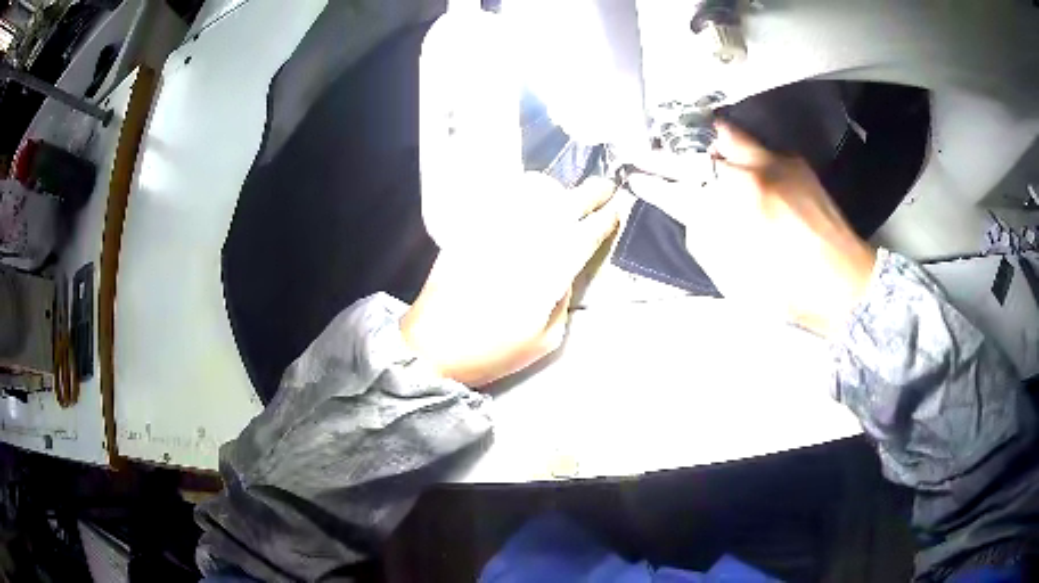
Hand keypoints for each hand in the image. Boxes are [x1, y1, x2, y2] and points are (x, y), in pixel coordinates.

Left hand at [401, 174, 619, 386]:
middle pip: (566, 204)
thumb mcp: (546, 340)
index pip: (586, 235)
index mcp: (548, 271)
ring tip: (565, 195)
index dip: (605, 220)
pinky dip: (522, 192)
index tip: (616, 210)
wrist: (432, 344)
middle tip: (605, 186)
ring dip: (558, 191)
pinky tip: (528, 196)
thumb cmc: (492, 351)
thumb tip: (565, 272)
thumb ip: (563, 300)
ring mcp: (497, 229)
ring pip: (535, 194)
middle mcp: (526, 241)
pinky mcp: (472, 227)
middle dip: (592, 192)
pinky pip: (503, 199)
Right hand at [628, 122, 876, 337]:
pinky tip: (744, 172)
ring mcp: (775, 163)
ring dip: (705, 145)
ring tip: (697, 155)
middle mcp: (751, 174)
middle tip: (653, 153)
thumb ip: (706, 241)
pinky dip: (741, 155)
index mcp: (734, 210)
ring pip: (727, 137)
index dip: (651, 183)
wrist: (847, 283)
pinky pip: (757, 147)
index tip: (636, 178)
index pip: (677, 187)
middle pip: (697, 149)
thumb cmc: (791, 293)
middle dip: (669, 152)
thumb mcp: (736, 281)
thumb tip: (691, 215)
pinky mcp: (794, 163)